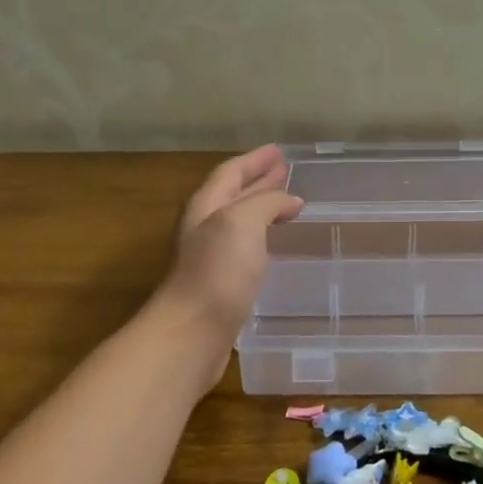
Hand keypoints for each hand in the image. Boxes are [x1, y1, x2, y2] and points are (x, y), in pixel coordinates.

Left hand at [151, 146, 303, 377]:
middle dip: (259, 181)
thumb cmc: (217, 271)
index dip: (255, 160)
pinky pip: (245, 247)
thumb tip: (290, 200)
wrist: (192, 333)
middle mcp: (204, 226)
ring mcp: (210, 256)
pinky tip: (274, 243)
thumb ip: (266, 203)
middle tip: (285, 172)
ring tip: (287, 203)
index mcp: (206, 205)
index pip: (231, 172)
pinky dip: (262, 236)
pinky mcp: (221, 283)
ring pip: (240, 221)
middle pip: (233, 194)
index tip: (279, 151)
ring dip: (262, 207)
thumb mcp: (242, 222)